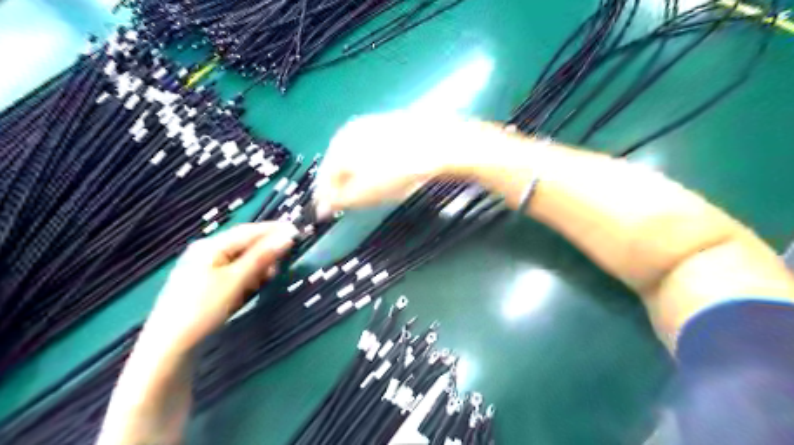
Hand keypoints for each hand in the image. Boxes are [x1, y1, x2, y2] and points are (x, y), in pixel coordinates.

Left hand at [143, 220, 297, 351]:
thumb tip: (288, 235)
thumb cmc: (202, 308)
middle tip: (286, 259)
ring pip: (241, 261)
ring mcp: (205, 269)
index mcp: (210, 246)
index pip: (248, 231)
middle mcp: (206, 253)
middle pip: (244, 245)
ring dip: (258, 266)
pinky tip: (253, 286)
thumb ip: (262, 256)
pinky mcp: (206, 286)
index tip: (297, 231)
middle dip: (266, 251)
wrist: (169, 348)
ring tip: (270, 277)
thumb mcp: (236, 280)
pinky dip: (248, 278)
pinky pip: (234, 274)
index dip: (273, 230)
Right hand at [314, 109, 494, 214]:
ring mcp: (372, 126)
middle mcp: (350, 132)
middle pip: (339, 165)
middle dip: (341, 186)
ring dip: (357, 176)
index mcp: (338, 146)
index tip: (326, 213)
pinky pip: (373, 151)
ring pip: (356, 157)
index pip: (323, 177)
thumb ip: (339, 201)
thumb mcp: (363, 193)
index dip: (325, 198)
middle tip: (347, 203)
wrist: (438, 145)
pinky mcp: (391, 127)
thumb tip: (322, 208)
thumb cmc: (397, 172)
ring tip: (367, 192)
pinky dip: (373, 166)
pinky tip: (384, 175)